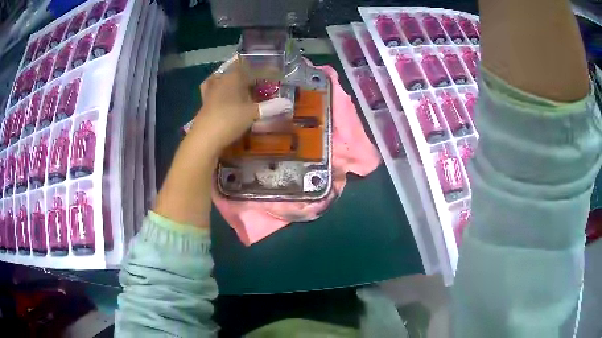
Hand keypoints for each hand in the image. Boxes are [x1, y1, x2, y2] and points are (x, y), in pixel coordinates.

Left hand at [154, 58, 291, 227]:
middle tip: (261, 82)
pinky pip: (214, 91)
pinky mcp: (205, 103)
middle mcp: (221, 80)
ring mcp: (210, 92)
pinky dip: (222, 92)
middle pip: (236, 72)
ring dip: (233, 82)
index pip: (251, 67)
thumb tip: (287, 104)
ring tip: (242, 87)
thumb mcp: (252, 113)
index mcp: (233, 77)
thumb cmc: (229, 120)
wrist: (204, 139)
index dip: (264, 70)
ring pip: (223, 80)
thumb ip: (269, 107)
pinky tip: (225, 98)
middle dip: (249, 75)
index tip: (276, 74)